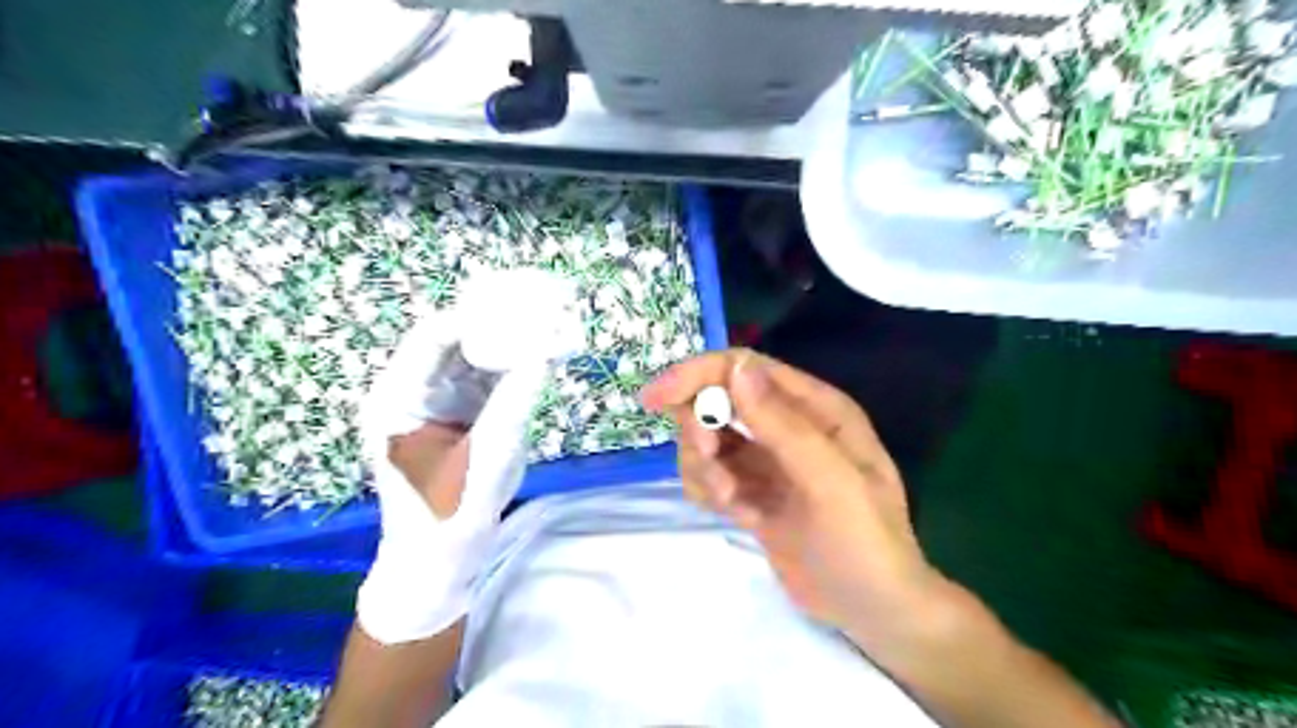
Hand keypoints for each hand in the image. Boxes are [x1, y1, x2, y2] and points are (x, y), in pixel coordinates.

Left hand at [354, 271, 575, 643]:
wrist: (438, 560)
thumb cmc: (449, 515)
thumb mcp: (485, 460)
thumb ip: (512, 405)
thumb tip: (543, 355)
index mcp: (398, 399)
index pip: (435, 336)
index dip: (479, 316)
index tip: (525, 306)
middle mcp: (413, 391)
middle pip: (456, 340)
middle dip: (499, 323)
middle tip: (543, 306)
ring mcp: (437, 402)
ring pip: (474, 356)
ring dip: (510, 341)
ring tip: (550, 324)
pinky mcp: (460, 414)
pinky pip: (487, 378)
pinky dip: (514, 366)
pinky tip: (543, 355)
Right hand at [643, 349, 950, 645]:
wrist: (872, 611)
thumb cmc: (865, 542)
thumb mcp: (830, 481)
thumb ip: (783, 424)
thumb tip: (736, 367)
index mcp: (814, 407)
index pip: (744, 368)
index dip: (698, 374)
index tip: (656, 398)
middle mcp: (787, 425)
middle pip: (717, 401)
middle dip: (699, 429)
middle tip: (710, 465)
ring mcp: (767, 460)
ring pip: (707, 440)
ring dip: (703, 467)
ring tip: (731, 502)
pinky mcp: (753, 492)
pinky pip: (710, 475)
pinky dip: (709, 491)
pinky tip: (740, 517)